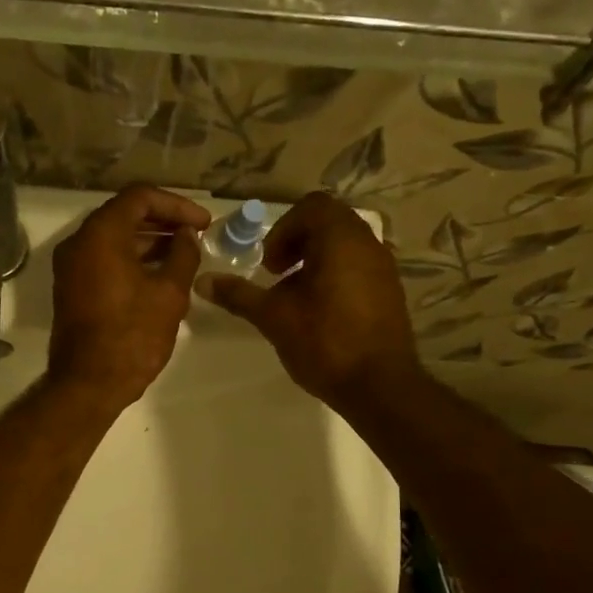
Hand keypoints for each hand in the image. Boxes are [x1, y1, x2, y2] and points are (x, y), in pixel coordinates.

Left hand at [46, 185, 212, 412]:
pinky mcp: (72, 289)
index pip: (140, 197)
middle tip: (196, 236)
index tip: (203, 223)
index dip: (177, 205)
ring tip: (184, 256)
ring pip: (114, 239)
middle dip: (163, 222)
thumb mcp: (169, 293)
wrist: (89, 384)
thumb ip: (183, 255)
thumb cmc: (132, 336)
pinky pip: (104, 261)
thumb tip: (187, 236)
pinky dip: (132, 261)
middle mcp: (79, 243)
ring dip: (149, 243)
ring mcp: (71, 267)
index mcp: (100, 234)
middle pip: (124, 215)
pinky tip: (160, 275)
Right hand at [196, 192, 420, 410]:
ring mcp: (384, 268)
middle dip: (297, 244)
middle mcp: (368, 244)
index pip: (311, 207)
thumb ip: (239, 295)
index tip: (270, 265)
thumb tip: (202, 281)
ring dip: (315, 262)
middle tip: (278, 276)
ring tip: (296, 298)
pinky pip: (358, 268)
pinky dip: (335, 277)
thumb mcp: (273, 317)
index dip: (283, 230)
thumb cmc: (324, 342)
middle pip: (329, 223)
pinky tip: (320, 314)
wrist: (379, 385)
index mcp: (341, 238)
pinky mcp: (390, 292)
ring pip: (345, 247)